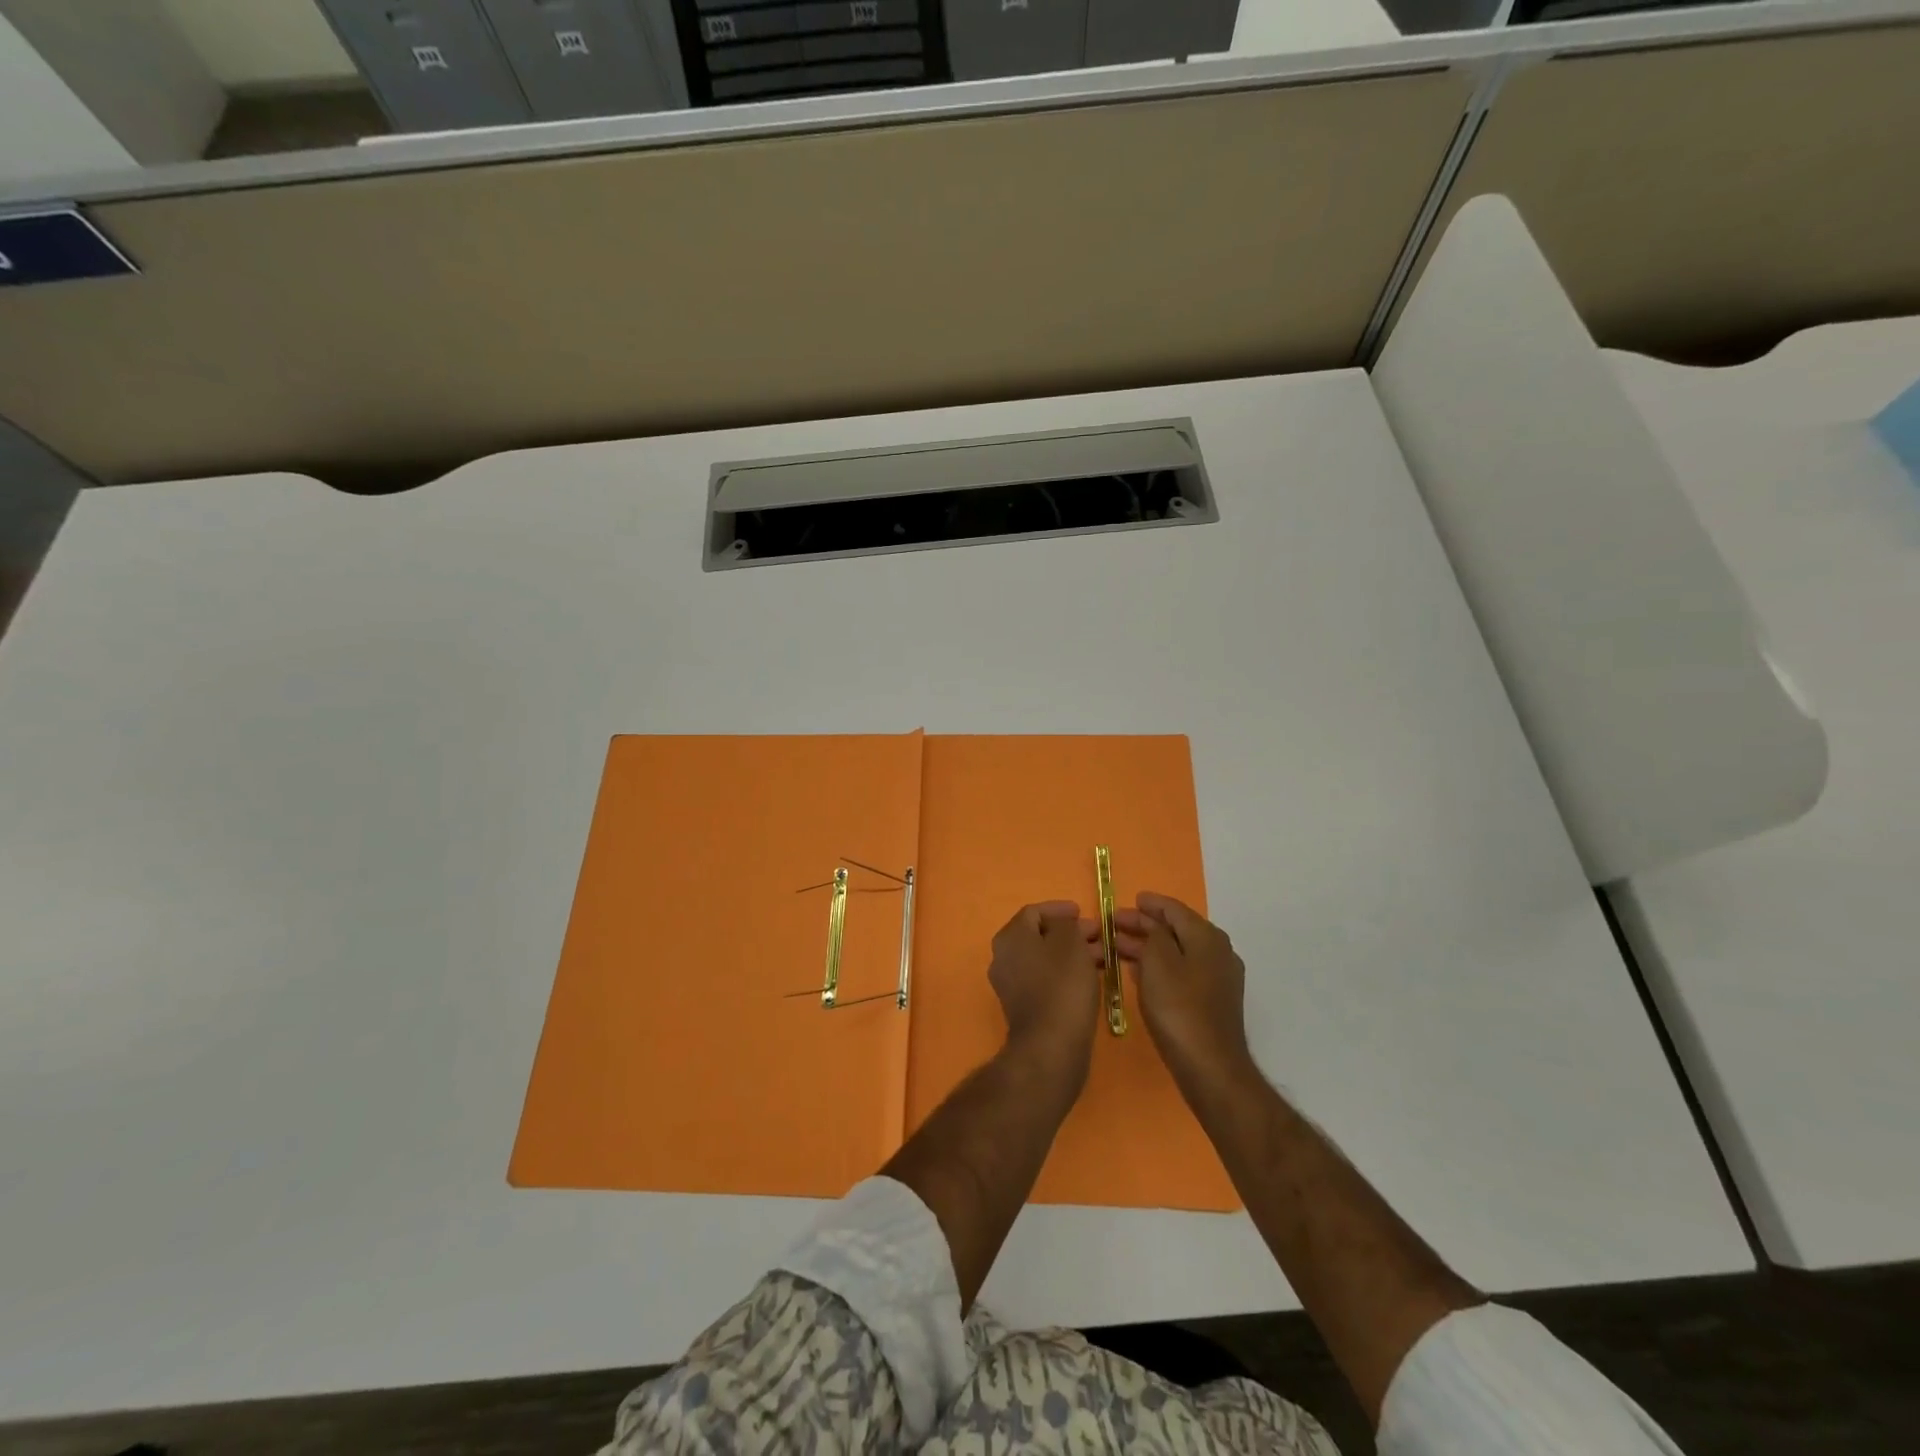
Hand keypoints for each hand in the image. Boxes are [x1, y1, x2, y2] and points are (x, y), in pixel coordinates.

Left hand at [988, 901, 1103, 1092]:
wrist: (1051, 1045)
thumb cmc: (1062, 985)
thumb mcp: (1070, 942)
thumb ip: (1065, 924)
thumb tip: (1062, 924)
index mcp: (1010, 937)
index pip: (1034, 912)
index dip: (1060, 909)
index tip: (1083, 913)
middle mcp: (1003, 957)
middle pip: (1039, 935)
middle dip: (1069, 933)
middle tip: (1097, 935)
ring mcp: (1011, 984)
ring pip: (1044, 958)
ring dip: (1071, 953)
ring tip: (1101, 956)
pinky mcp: (1023, 1007)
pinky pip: (1045, 979)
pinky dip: (1065, 973)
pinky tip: (1089, 977)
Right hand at [1114, 893, 1255, 1103]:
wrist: (1210, 1066)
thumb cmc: (1179, 1008)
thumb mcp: (1158, 962)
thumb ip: (1154, 934)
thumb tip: (1153, 925)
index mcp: (1207, 937)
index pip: (1174, 909)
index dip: (1149, 904)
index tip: (1127, 901)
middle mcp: (1218, 952)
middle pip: (1176, 929)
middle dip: (1144, 925)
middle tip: (1114, 924)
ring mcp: (1218, 978)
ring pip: (1178, 951)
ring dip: (1149, 946)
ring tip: (1118, 946)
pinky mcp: (1212, 1001)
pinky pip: (1182, 971)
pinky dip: (1160, 965)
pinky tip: (1139, 971)